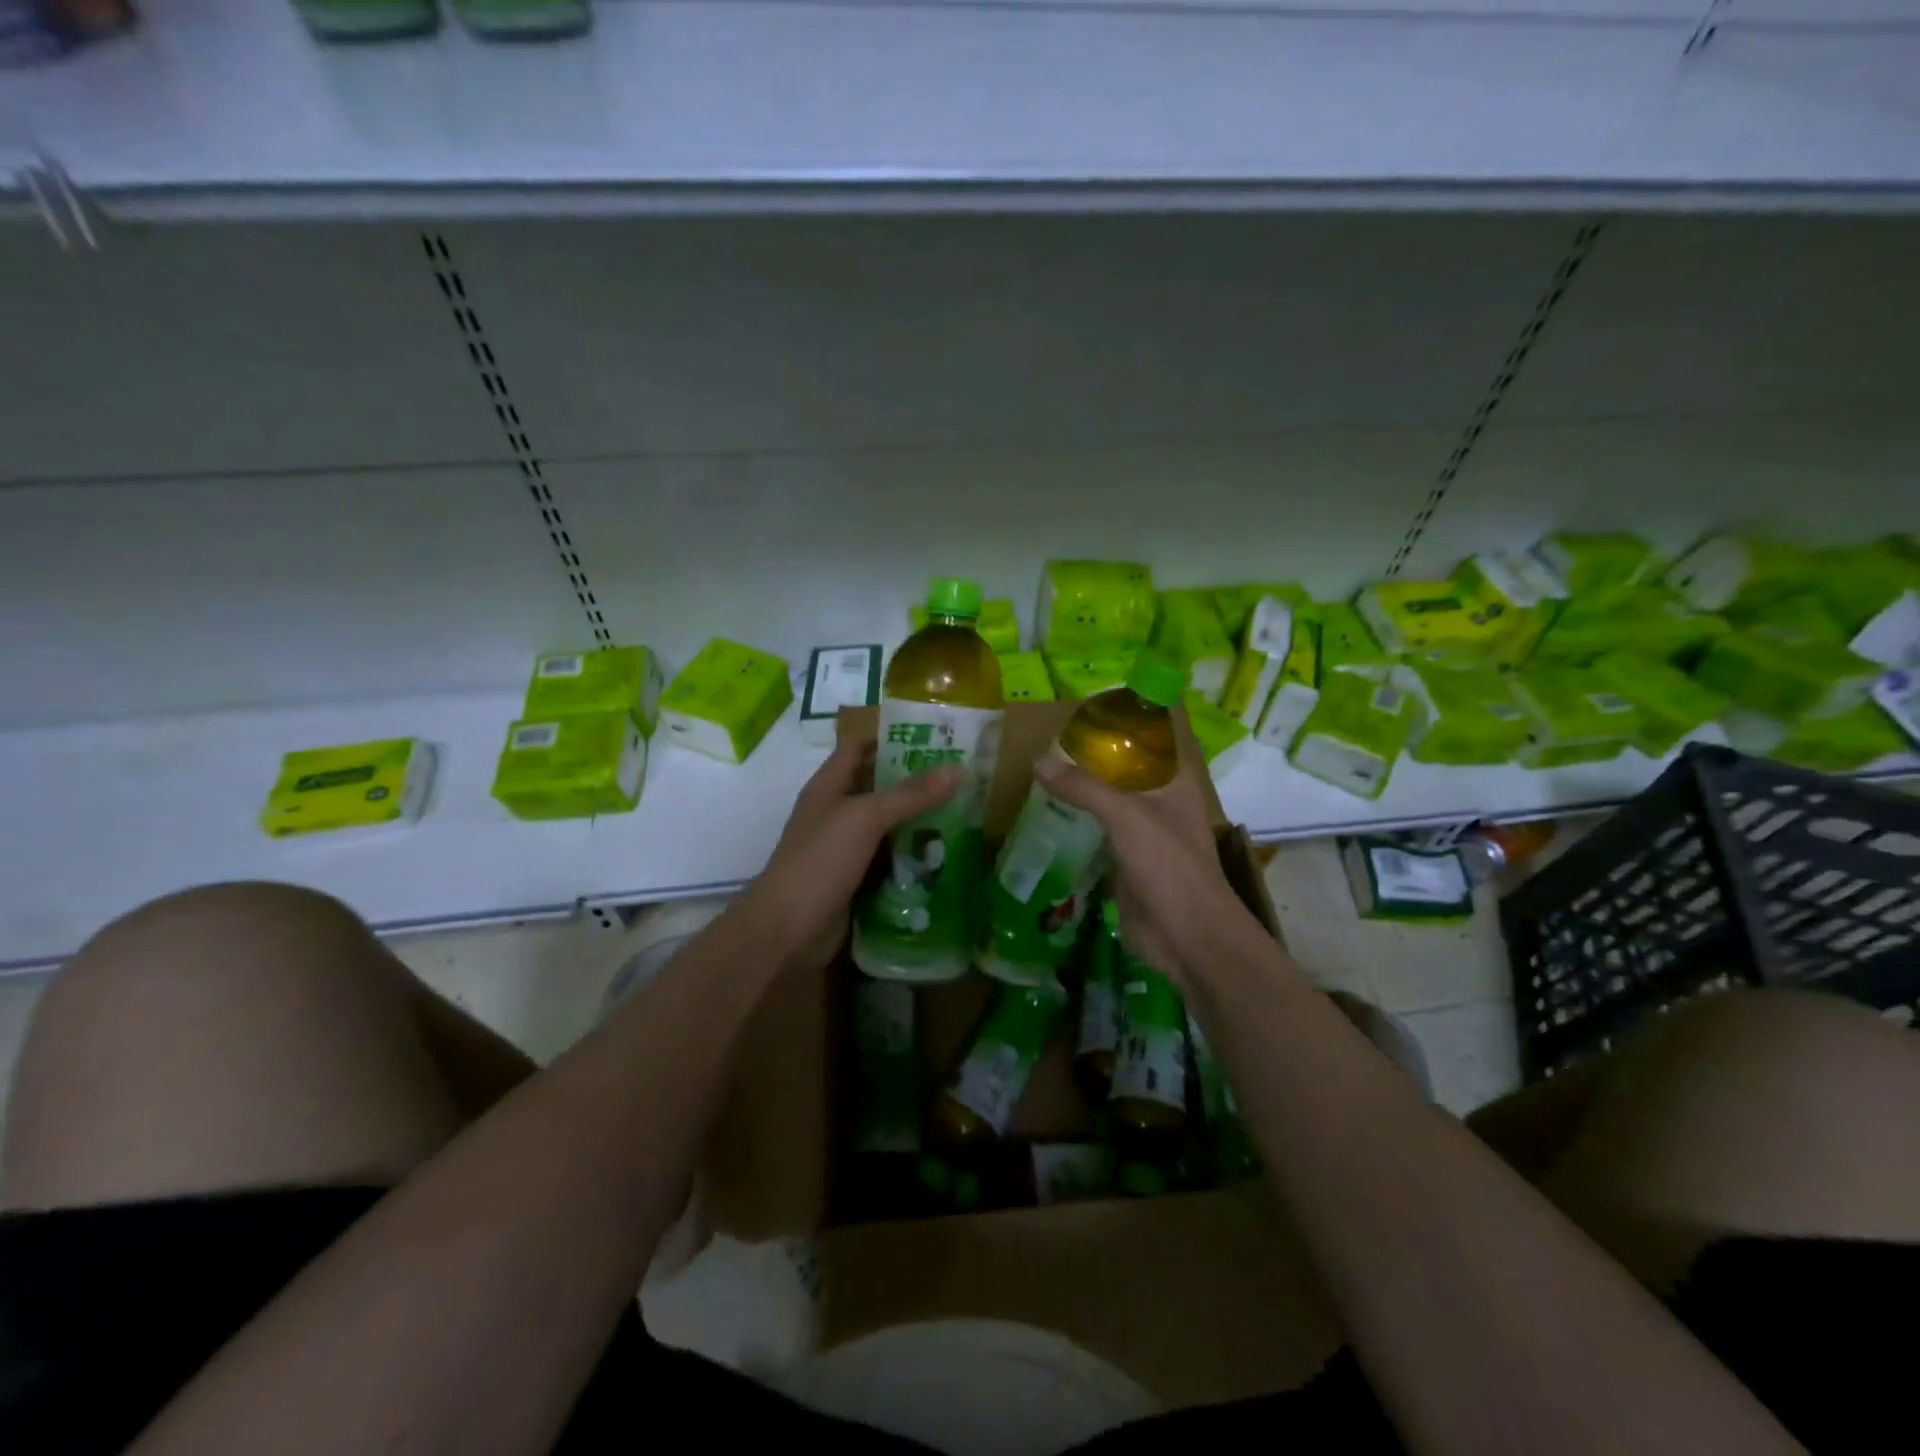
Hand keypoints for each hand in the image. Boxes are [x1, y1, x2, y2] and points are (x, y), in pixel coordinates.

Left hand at [740, 730, 959, 973]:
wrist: (788, 932)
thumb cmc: (820, 861)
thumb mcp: (865, 818)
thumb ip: (910, 794)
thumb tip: (958, 768)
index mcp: (829, 787)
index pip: (858, 747)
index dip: (890, 737)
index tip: (933, 735)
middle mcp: (837, 813)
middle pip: (879, 787)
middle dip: (916, 781)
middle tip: (963, 776)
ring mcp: (846, 850)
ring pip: (889, 827)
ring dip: (920, 821)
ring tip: (966, 812)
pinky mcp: (858, 881)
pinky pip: (891, 861)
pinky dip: (915, 857)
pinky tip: (947, 855)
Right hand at [1033, 706, 1253, 986]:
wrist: (1187, 936)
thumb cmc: (1168, 865)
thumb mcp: (1126, 817)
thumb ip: (1083, 787)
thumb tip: (1038, 760)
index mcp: (1172, 780)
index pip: (1147, 737)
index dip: (1119, 720)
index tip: (1079, 710)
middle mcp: (1158, 800)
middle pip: (1121, 768)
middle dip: (1088, 757)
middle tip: (1044, 741)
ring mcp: (1141, 831)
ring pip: (1106, 800)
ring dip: (1078, 790)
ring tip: (1038, 771)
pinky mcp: (1124, 859)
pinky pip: (1096, 831)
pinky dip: (1074, 821)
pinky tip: (1045, 813)